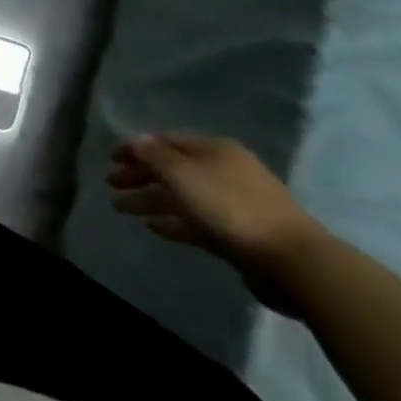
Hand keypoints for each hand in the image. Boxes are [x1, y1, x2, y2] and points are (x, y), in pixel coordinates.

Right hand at [106, 131, 325, 315]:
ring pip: (181, 196)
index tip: (110, 159)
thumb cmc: (229, 207)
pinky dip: (172, 220)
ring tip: (120, 208)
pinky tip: (152, 226)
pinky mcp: (236, 233)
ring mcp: (232, 203)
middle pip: (172, 168)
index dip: (136, 148)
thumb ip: (154, 156)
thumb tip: (135, 140)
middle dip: (140, 175)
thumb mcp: (183, 175)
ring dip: (149, 199)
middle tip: (111, 184)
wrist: (290, 260)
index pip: (166, 140)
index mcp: (214, 149)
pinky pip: (195, 221)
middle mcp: (223, 171)